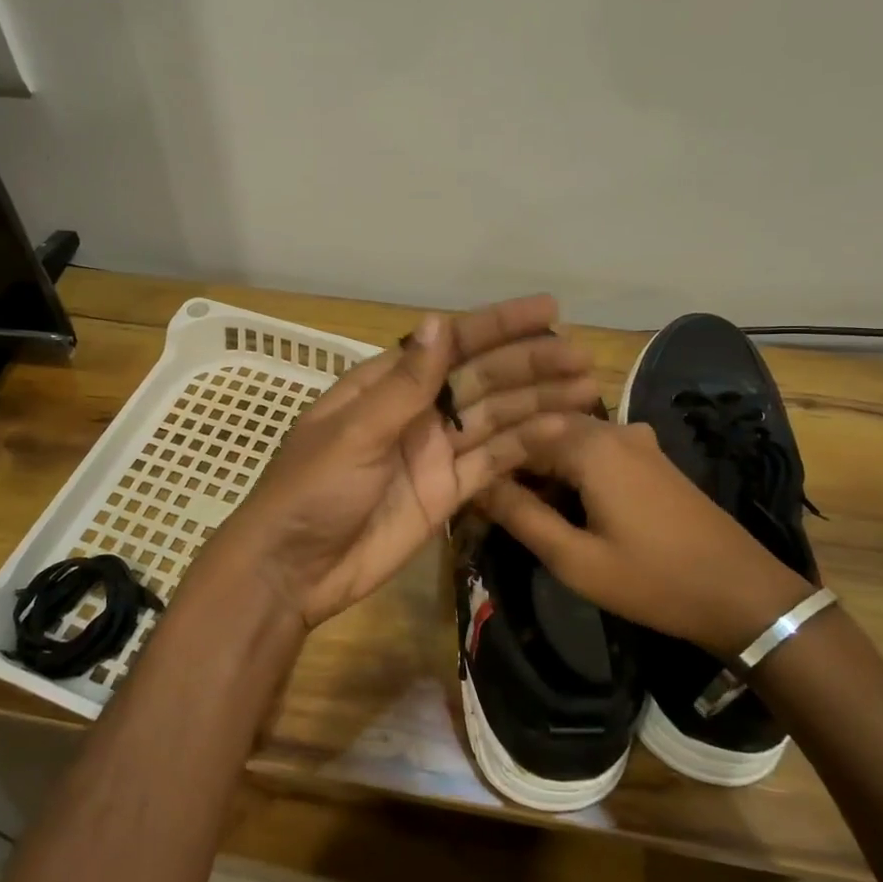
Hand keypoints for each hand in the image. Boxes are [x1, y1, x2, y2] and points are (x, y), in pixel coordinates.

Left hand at [198, 297, 599, 628]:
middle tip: (582, 358)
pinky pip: (493, 463)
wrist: (293, 570)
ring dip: (539, 402)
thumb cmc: (312, 491)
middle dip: (530, 365)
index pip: (451, 344)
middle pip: (482, 379)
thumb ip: (404, 384)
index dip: (498, 326)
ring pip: (496, 418)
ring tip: (588, 389)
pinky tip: (563, 432)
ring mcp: (435, 452)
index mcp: (387, 385)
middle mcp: (417, 410)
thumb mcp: (354, 433)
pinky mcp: (448, 492)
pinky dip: (526, 447)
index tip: (548, 312)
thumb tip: (438, 321)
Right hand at [478, 412, 814, 653]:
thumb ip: (521, 517)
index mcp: (589, 444)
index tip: (468, 494)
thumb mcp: (575, 559)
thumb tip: (475, 486)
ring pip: (568, 440)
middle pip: (542, 431)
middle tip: (490, 505)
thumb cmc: (653, 579)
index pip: (516, 435)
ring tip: (521, 509)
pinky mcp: (652, 457)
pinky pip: (596, 450)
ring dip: (542, 468)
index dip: (488, 463)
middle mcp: (611, 428)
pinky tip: (565, 504)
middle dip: (514, 464)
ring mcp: (637, 440)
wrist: (744, 594)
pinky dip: (571, 470)